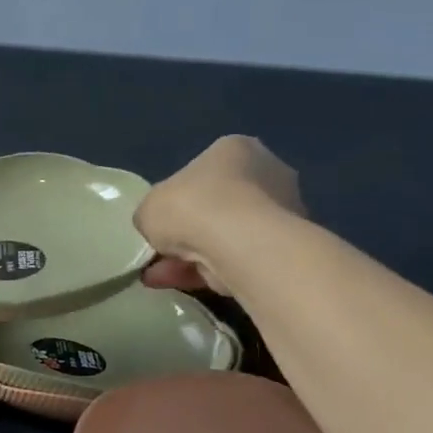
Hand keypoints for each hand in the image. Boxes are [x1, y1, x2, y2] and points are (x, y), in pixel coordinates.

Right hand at [134, 136, 302, 295]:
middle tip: (161, 253)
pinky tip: (181, 284)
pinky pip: (237, 257)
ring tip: (162, 277)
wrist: (239, 245)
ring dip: (192, 256)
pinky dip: (209, 271)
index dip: (176, 200)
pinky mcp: (284, 246)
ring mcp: (281, 211)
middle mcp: (267, 172)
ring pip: (226, 236)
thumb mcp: (148, 207)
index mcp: (235, 149)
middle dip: (188, 232)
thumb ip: (152, 215)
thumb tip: (159, 228)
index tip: (161, 222)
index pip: (201, 173)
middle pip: (216, 206)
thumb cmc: (191, 207)